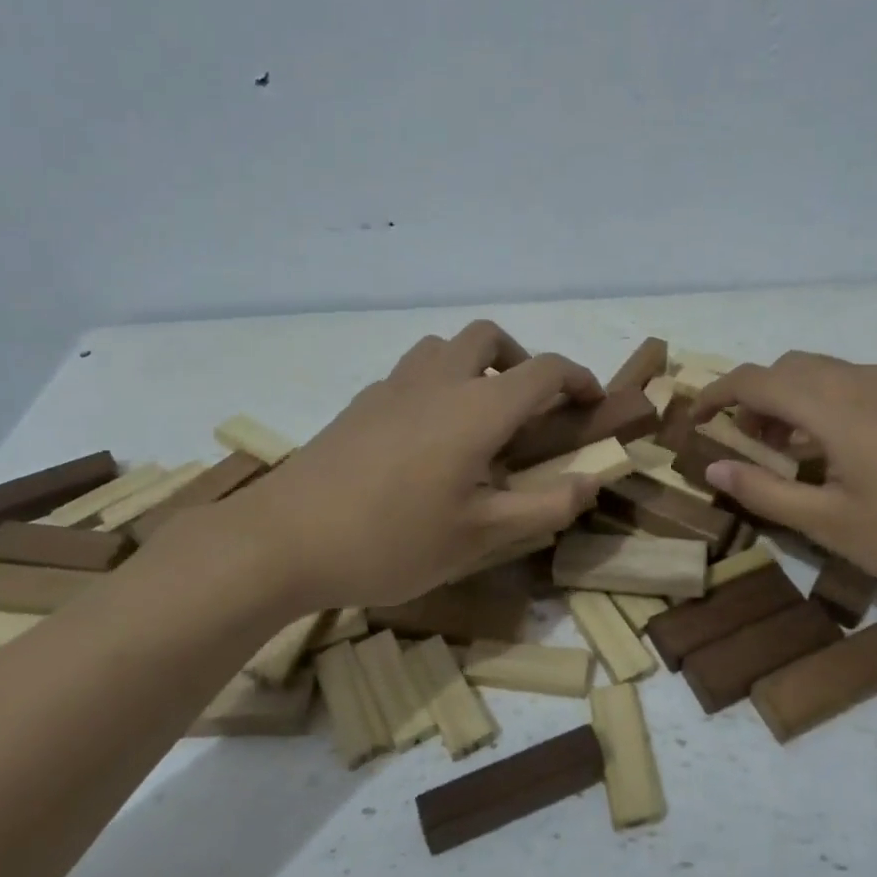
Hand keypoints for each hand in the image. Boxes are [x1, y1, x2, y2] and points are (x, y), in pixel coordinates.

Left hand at [213, 322, 604, 609]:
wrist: (284, 539)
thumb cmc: (393, 540)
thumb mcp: (480, 536)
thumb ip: (545, 505)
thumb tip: (592, 482)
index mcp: (477, 408)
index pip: (545, 370)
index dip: (579, 379)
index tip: (592, 403)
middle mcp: (438, 381)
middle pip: (489, 337)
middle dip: (521, 360)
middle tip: (529, 406)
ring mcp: (393, 387)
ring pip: (444, 346)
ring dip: (474, 364)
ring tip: (478, 416)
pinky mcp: (361, 402)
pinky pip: (412, 371)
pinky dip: (437, 383)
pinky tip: (427, 436)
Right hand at [692, 352, 876, 619]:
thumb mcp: (833, 526)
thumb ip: (766, 492)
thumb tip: (712, 466)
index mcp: (832, 407)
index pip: (755, 380)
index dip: (715, 396)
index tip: (692, 422)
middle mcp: (860, 382)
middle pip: (786, 368)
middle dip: (750, 397)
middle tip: (736, 443)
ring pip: (819, 373)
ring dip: (786, 399)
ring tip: (777, 450)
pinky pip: (849, 385)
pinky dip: (819, 403)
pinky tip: (829, 450)